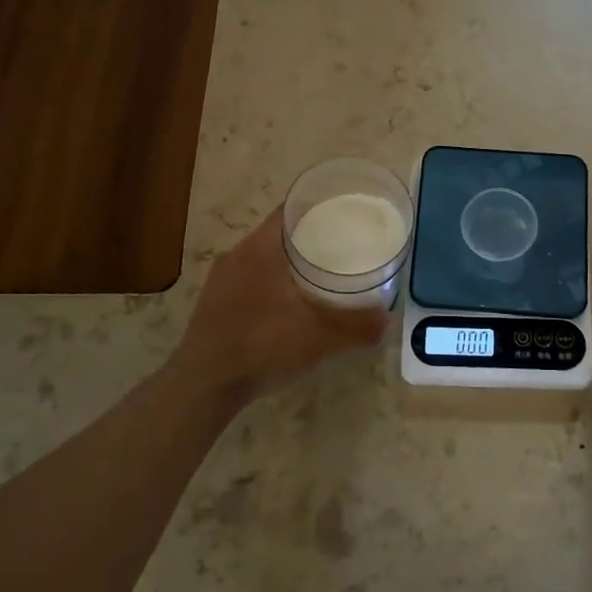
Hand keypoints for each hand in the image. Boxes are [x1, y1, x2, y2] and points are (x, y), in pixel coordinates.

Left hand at [170, 207, 388, 408]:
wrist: (204, 385)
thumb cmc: (262, 346)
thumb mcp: (319, 337)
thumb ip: (357, 326)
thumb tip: (387, 320)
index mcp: (260, 249)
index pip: (291, 210)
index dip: (319, 206)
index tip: (345, 213)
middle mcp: (237, 255)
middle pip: (279, 233)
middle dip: (310, 236)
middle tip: (342, 245)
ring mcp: (222, 280)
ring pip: (263, 258)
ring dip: (289, 262)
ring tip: (321, 274)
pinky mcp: (214, 303)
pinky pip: (250, 279)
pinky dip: (273, 282)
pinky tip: (290, 305)